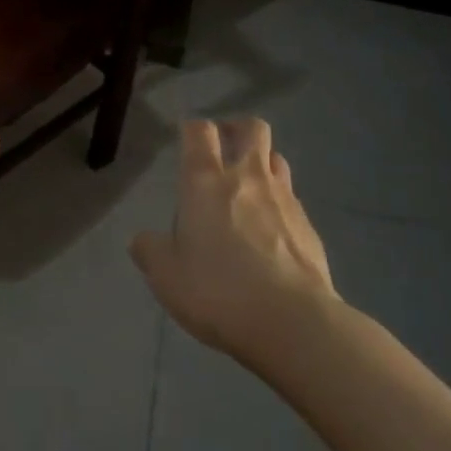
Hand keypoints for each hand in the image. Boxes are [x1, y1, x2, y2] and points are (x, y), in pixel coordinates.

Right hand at [130, 118, 337, 366]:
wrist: (293, 322)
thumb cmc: (218, 290)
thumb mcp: (166, 277)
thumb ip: (150, 251)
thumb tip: (141, 240)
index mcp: (205, 180)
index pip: (199, 130)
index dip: (192, 129)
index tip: (187, 141)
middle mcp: (247, 177)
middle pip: (251, 128)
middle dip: (238, 130)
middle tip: (225, 148)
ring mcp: (284, 198)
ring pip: (277, 159)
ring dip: (263, 164)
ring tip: (250, 189)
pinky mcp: (309, 226)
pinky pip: (292, 200)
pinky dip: (280, 205)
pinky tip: (273, 233)